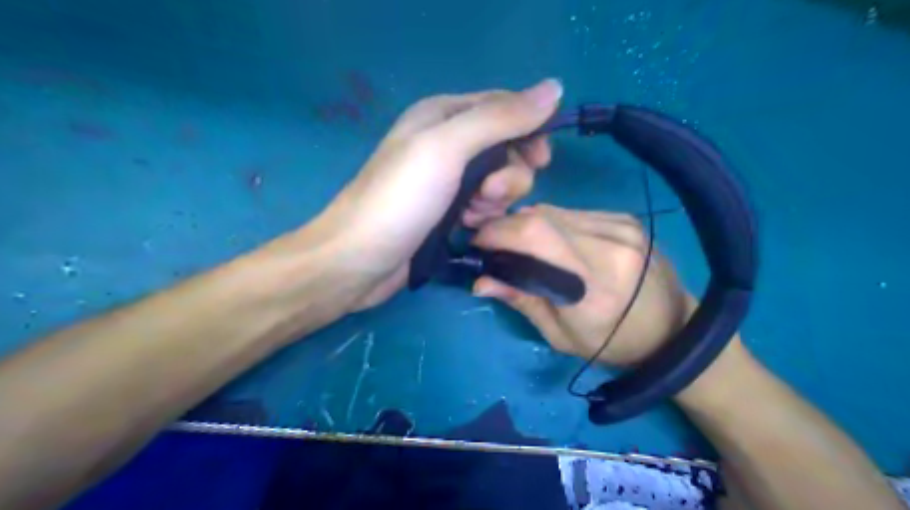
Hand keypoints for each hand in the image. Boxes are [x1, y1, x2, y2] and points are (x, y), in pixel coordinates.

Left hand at [302, 80, 565, 311]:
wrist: (359, 261)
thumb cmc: (400, 200)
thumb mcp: (447, 149)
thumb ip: (499, 118)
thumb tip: (555, 87)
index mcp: (443, 114)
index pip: (504, 107)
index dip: (528, 129)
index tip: (540, 160)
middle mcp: (446, 142)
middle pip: (505, 147)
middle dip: (508, 174)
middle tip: (489, 195)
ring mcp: (447, 179)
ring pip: (499, 180)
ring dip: (495, 199)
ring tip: (471, 215)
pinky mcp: (448, 209)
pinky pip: (485, 205)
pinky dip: (483, 216)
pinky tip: (467, 228)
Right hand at [472, 204, 693, 366]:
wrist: (675, 329)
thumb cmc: (613, 344)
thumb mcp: (561, 335)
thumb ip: (521, 301)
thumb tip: (479, 281)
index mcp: (594, 284)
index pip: (535, 238)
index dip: (497, 233)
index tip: (477, 244)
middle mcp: (610, 245)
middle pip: (540, 217)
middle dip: (505, 226)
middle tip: (492, 243)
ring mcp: (621, 227)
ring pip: (554, 211)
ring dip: (526, 224)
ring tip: (518, 244)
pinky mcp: (626, 219)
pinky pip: (573, 213)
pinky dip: (551, 223)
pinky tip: (550, 241)